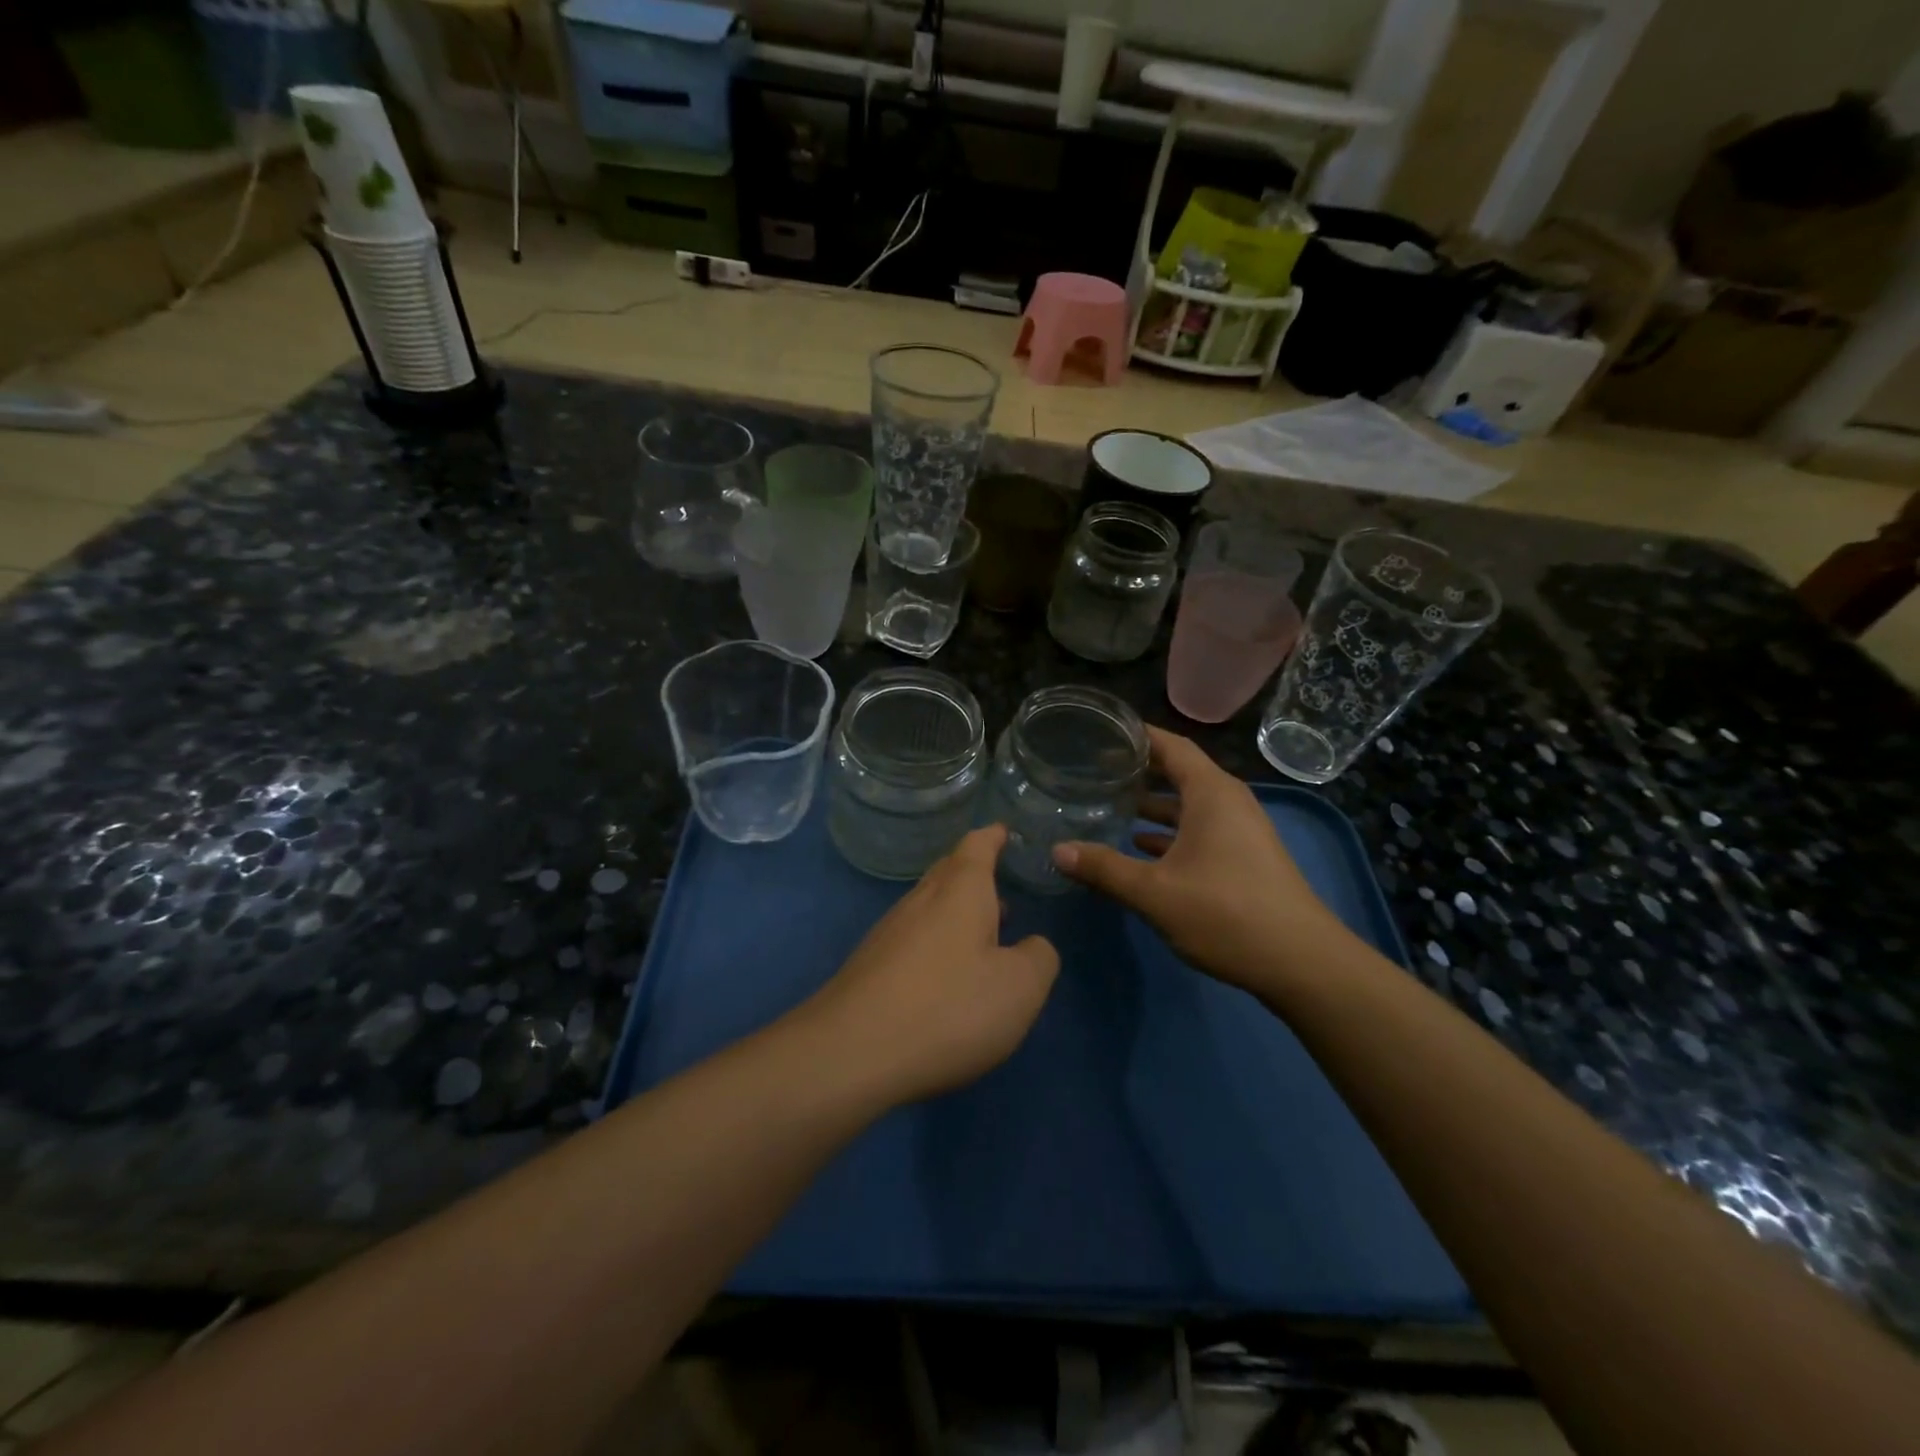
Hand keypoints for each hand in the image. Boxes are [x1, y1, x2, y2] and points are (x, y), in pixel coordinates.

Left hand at [802, 825, 1059, 1105]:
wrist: (850, 1052)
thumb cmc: (948, 1008)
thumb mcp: (1019, 988)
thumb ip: (1038, 958)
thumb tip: (1033, 945)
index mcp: (960, 892)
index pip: (977, 846)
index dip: (993, 837)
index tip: (1003, 830)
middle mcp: (921, 900)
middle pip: (948, 872)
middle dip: (973, 872)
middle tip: (999, 883)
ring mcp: (889, 932)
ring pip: (929, 906)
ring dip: (956, 911)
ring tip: (984, 933)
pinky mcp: (869, 966)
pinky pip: (912, 938)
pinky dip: (936, 942)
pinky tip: (945, 974)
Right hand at [1051, 728, 1343, 995]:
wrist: (1302, 963)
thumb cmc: (1226, 914)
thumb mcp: (1155, 892)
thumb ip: (1104, 869)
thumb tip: (1057, 850)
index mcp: (1211, 793)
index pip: (1171, 746)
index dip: (1138, 735)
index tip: (1102, 731)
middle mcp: (1229, 802)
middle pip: (1179, 772)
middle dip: (1140, 770)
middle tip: (1096, 769)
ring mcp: (1240, 830)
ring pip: (1189, 804)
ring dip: (1153, 804)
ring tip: (1111, 805)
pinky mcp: (1244, 857)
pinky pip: (1200, 829)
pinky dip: (1170, 831)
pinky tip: (1141, 847)